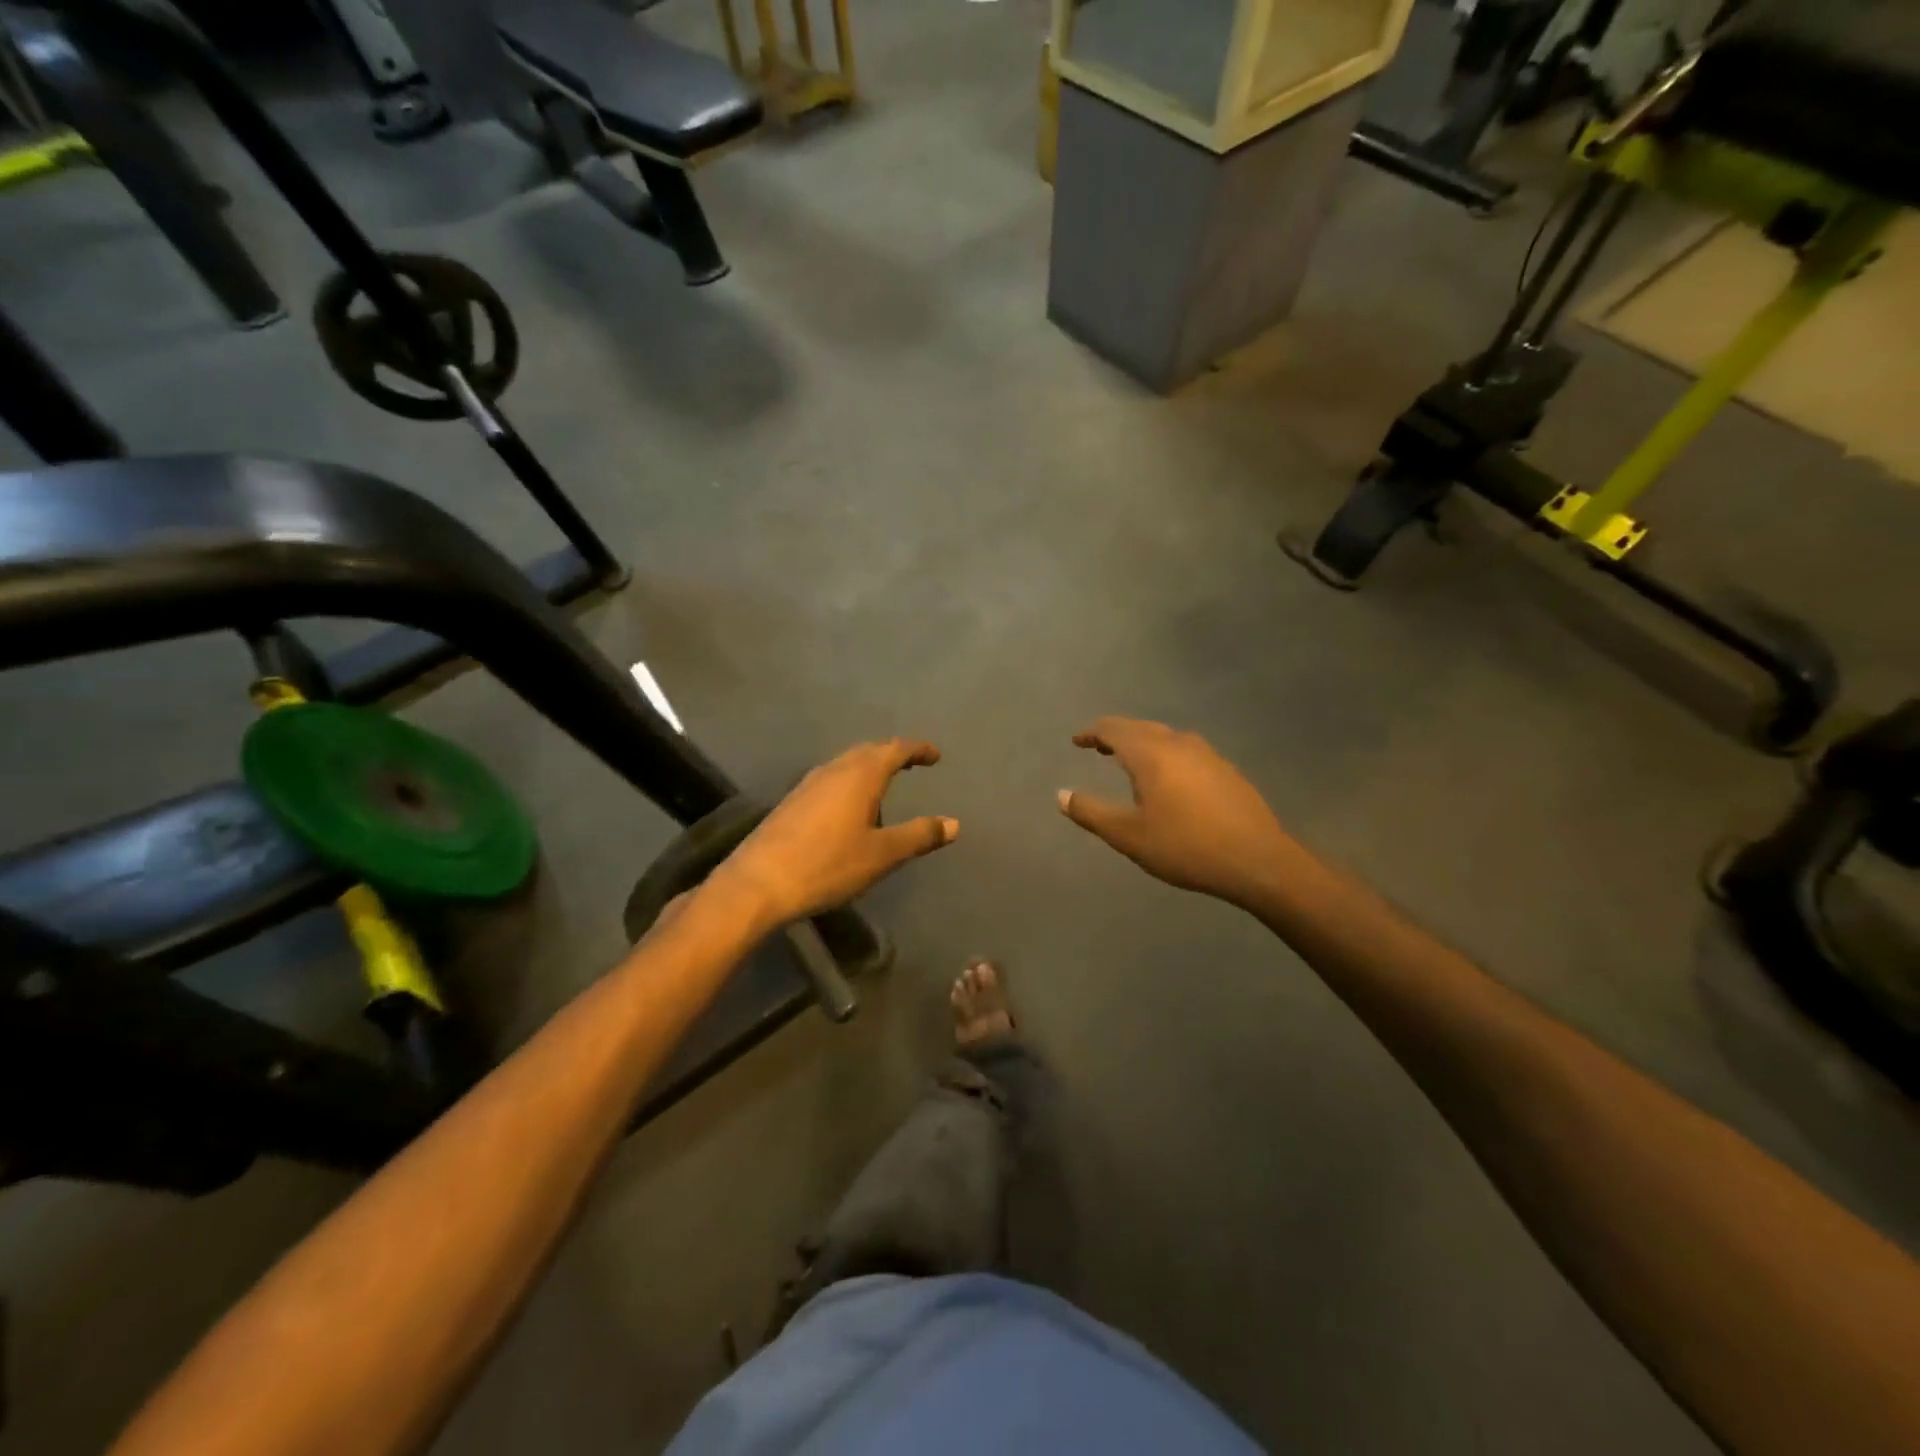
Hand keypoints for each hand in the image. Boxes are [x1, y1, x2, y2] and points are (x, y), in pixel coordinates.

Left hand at [714, 739, 957, 928]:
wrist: (758, 883)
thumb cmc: (828, 865)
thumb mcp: (882, 855)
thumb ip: (919, 836)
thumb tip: (954, 823)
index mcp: (860, 775)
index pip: (895, 749)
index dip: (918, 749)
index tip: (935, 755)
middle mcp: (834, 770)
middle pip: (868, 751)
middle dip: (892, 753)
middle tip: (911, 762)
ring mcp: (807, 784)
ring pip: (845, 764)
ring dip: (868, 767)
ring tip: (883, 784)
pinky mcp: (791, 802)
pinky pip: (829, 780)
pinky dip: (848, 783)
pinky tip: (847, 808)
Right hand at [1059, 717, 1292, 909]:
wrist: (1257, 861)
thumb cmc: (1185, 847)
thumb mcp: (1128, 835)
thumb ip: (1091, 812)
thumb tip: (1061, 795)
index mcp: (1151, 754)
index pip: (1114, 729)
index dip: (1092, 733)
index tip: (1077, 741)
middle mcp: (1179, 744)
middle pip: (1140, 728)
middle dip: (1116, 735)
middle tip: (1099, 748)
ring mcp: (1208, 754)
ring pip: (1166, 738)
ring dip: (1143, 743)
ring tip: (1130, 762)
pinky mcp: (1226, 770)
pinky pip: (1186, 751)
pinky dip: (1166, 755)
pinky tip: (1170, 779)